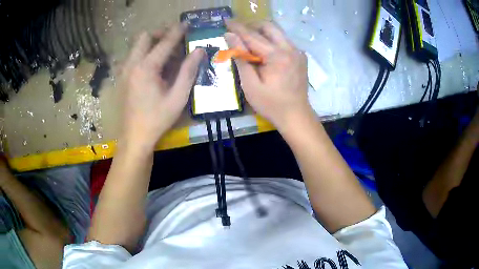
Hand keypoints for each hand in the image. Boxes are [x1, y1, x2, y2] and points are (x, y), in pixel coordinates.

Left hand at [120, 24, 203, 150]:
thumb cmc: (157, 119)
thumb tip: (199, 50)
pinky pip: (133, 56)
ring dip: (151, 43)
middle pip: (144, 37)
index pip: (164, 42)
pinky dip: (144, 53)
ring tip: (166, 53)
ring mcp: (124, 71)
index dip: (177, 31)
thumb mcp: (178, 97)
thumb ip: (188, 71)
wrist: (134, 138)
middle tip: (174, 39)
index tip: (186, 24)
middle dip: (160, 33)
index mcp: (146, 68)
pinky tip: (154, 67)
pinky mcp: (122, 78)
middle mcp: (132, 64)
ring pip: (137, 46)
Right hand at [225, 21, 311, 131]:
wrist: (296, 116)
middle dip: (252, 27)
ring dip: (261, 33)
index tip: (226, 21)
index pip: (253, 35)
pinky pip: (283, 41)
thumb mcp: (250, 85)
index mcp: (277, 56)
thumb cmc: (271, 104)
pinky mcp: (300, 56)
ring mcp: (297, 51)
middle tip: (238, 34)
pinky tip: (264, 53)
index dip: (237, 27)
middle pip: (269, 27)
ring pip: (277, 32)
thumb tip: (229, 37)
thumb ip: (240, 58)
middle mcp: (290, 48)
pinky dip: (271, 41)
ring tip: (249, 43)